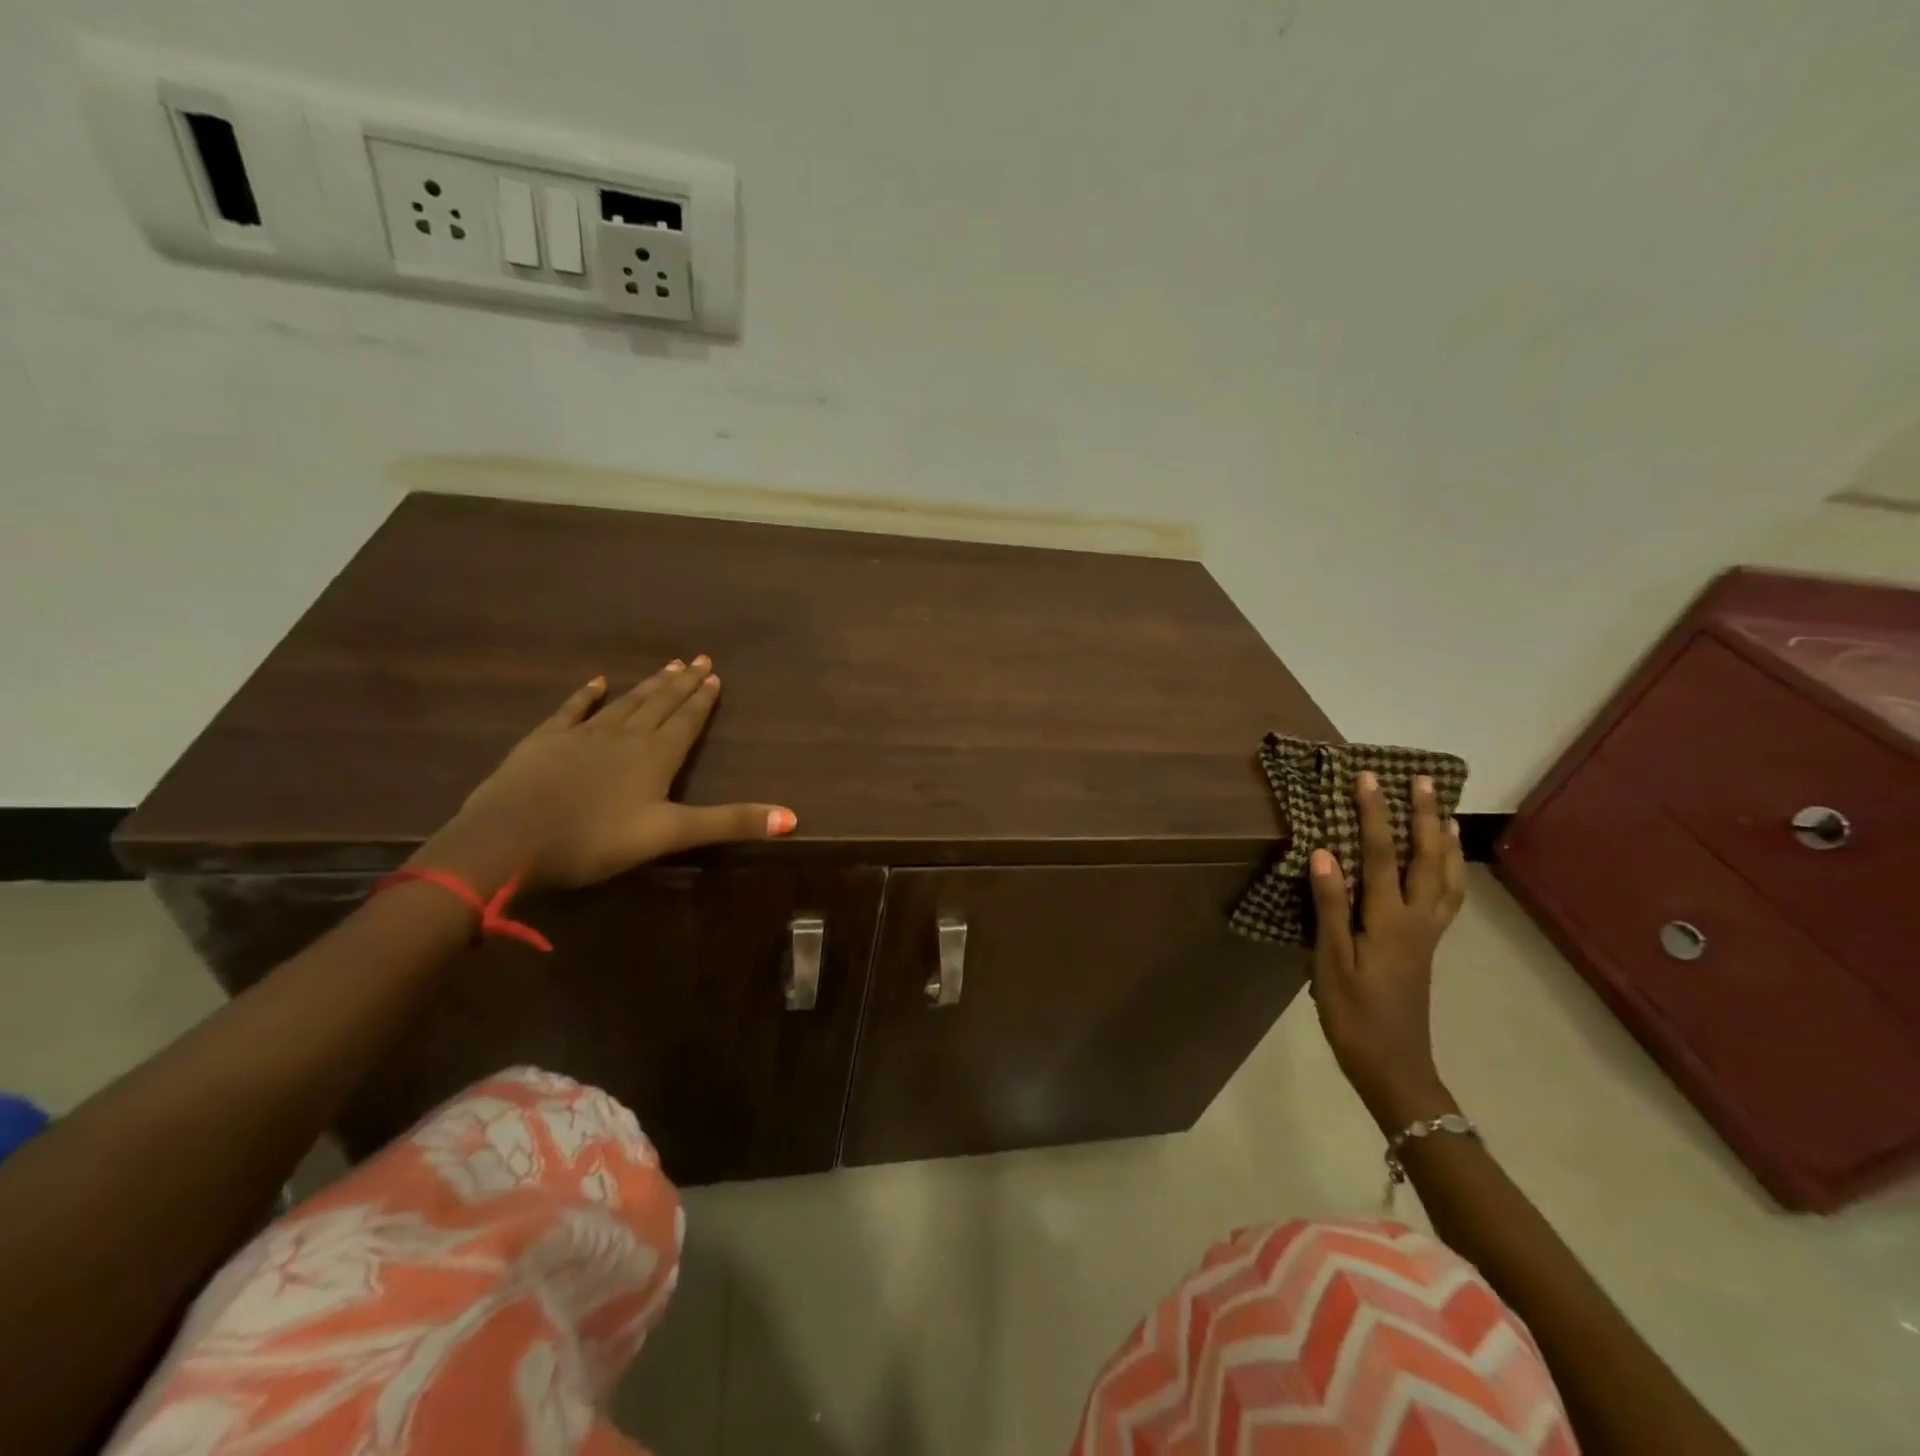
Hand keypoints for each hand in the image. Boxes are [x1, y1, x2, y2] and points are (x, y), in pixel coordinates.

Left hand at [421, 657, 795, 890]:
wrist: (509, 840)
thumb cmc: (595, 840)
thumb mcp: (670, 835)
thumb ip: (730, 822)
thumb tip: (793, 818)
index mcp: (656, 756)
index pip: (687, 721)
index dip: (703, 700)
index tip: (716, 675)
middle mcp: (625, 736)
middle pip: (660, 704)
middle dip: (682, 683)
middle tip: (699, 659)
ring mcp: (583, 735)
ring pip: (625, 703)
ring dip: (648, 685)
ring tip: (667, 665)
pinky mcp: (546, 741)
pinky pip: (573, 710)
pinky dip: (588, 694)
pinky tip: (598, 680)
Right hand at [1309, 771, 1466, 1130]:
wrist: (1394, 1067)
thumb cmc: (1354, 1015)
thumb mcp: (1331, 961)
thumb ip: (1330, 906)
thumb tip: (1324, 854)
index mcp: (1389, 921)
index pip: (1379, 856)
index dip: (1374, 815)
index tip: (1368, 778)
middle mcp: (1417, 920)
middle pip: (1426, 858)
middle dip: (1423, 816)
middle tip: (1423, 780)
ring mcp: (1428, 934)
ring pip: (1447, 877)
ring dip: (1445, 840)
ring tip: (1444, 812)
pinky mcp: (1426, 946)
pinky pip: (1447, 897)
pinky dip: (1450, 871)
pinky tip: (1443, 866)